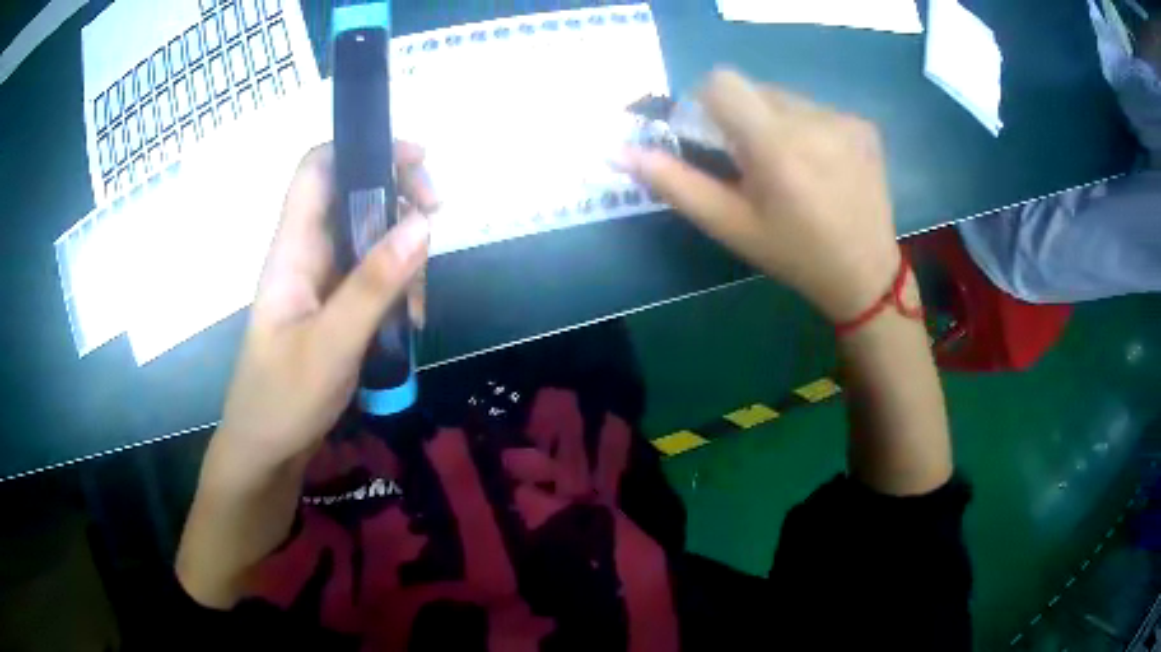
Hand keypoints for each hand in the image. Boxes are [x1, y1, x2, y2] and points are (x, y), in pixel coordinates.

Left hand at [219, 141, 435, 469]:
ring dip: (405, 255)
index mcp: (292, 249)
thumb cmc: (283, 400)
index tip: (416, 162)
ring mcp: (323, 281)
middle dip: (400, 200)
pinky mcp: (336, 307)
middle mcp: (307, 253)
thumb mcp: (331, 344)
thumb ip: (374, 284)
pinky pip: (374, 276)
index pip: (317, 168)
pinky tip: (410, 322)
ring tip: (418, 305)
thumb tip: (423, 222)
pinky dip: (399, 287)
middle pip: (355, 194)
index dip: (363, 147)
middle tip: (435, 221)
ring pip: (371, 238)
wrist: (266, 452)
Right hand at [621, 69, 900, 322]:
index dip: (706, 102)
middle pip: (754, 89)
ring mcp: (844, 120)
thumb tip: (617, 151)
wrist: (865, 275)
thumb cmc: (792, 255)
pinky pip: (817, 109)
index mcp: (774, 146)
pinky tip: (822, 167)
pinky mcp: (863, 126)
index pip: (722, 81)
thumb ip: (673, 183)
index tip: (714, 135)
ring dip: (775, 122)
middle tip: (755, 164)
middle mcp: (812, 121)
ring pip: (786, 98)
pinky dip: (808, 129)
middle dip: (742, 117)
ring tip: (792, 168)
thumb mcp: (729, 225)